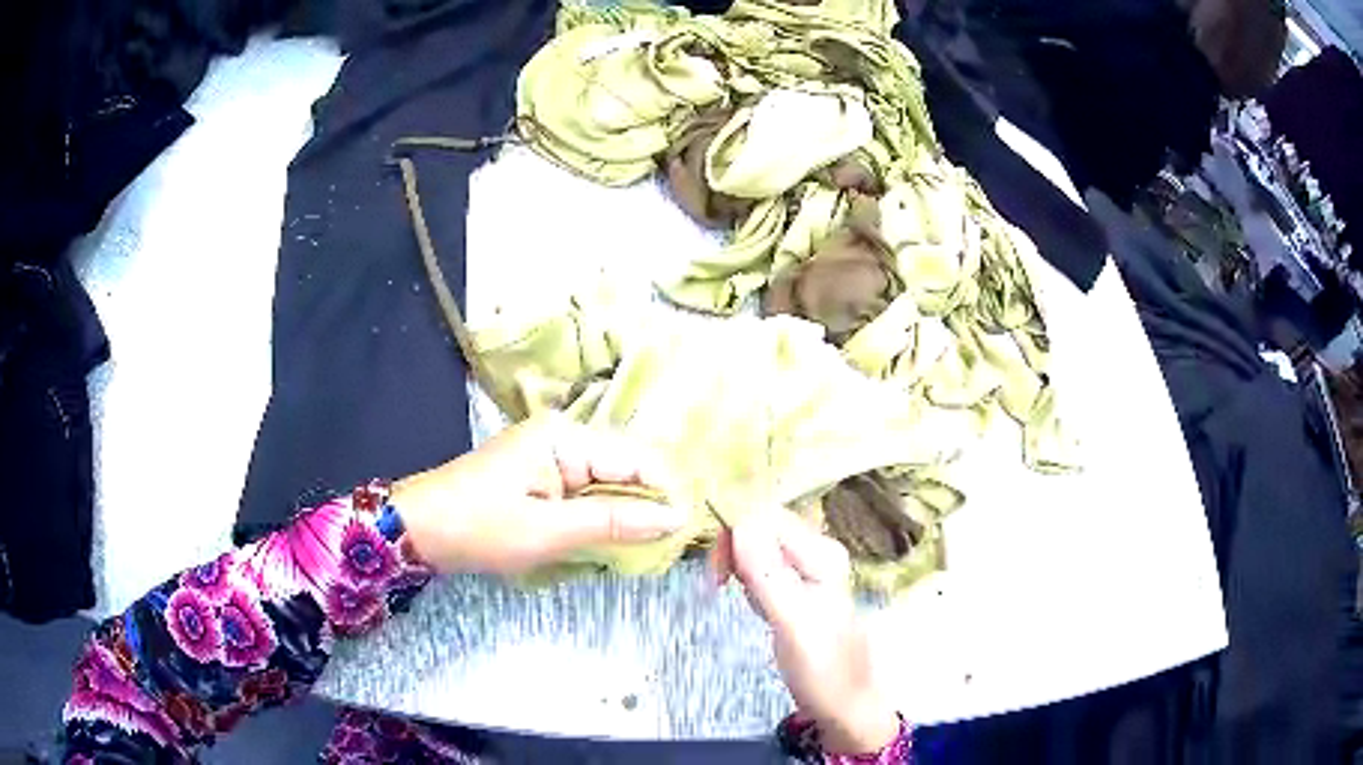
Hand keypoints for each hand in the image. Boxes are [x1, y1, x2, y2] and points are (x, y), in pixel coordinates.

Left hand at [392, 413, 685, 574]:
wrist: (419, 530)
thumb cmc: (481, 528)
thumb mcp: (550, 530)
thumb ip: (614, 521)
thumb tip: (674, 518)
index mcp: (565, 437)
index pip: (637, 459)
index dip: (667, 494)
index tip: (688, 532)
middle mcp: (563, 437)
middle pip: (625, 469)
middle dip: (646, 507)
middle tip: (667, 549)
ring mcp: (550, 456)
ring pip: (607, 484)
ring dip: (623, 516)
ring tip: (643, 550)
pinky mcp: (541, 477)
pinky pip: (585, 494)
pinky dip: (599, 518)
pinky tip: (609, 541)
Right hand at [711, 511, 898, 754]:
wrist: (843, 703)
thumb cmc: (821, 666)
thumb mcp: (791, 621)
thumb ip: (767, 572)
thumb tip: (740, 522)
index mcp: (821, 552)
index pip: (767, 516)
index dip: (734, 532)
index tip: (715, 571)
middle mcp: (816, 552)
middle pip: (761, 527)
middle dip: (733, 550)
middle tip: (717, 585)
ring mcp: (806, 570)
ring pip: (757, 548)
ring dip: (738, 567)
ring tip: (743, 601)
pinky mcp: (795, 588)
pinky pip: (760, 570)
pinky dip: (747, 583)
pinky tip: (755, 605)